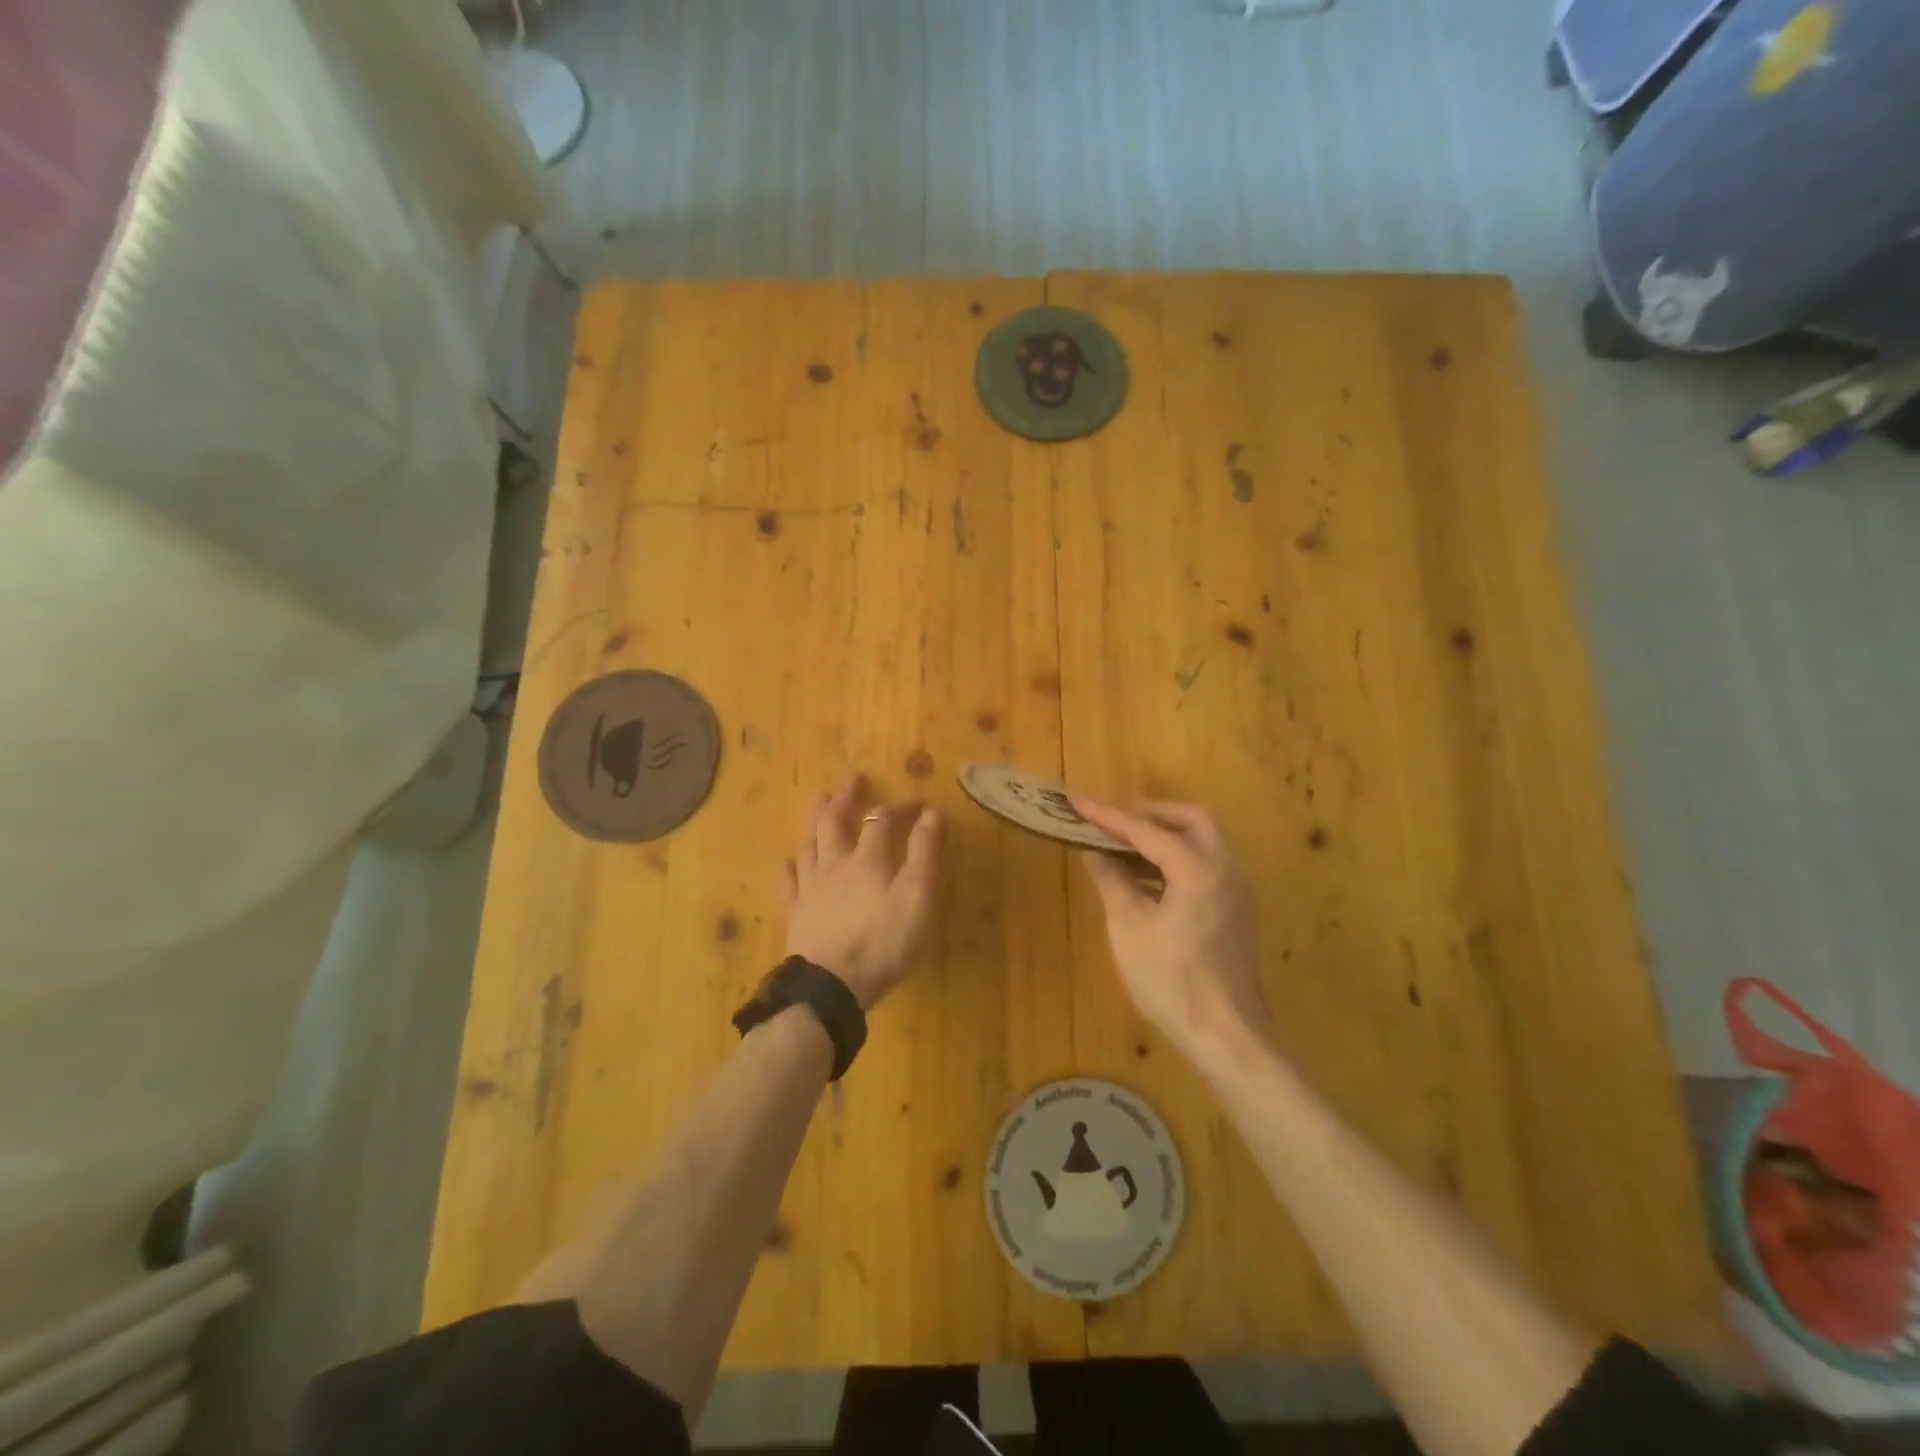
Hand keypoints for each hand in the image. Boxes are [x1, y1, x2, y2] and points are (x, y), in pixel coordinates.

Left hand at [783, 775, 944, 1009]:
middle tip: (851, 779)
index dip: (899, 808)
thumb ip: (925, 852)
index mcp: (868, 859)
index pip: (883, 821)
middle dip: (846, 799)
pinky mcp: (796, 914)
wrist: (831, 985)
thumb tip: (932, 812)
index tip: (917, 802)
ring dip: (815, 820)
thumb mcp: (918, 896)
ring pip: (810, 844)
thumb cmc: (883, 941)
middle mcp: (835, 864)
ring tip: (818, 800)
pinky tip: (786, 860)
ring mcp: (810, 889)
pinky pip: (789, 883)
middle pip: (836, 823)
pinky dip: (788, 868)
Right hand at [1071, 797, 1269, 1063]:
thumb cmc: (1171, 980)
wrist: (1226, 1035)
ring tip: (1124, 849)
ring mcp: (1235, 891)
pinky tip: (1147, 881)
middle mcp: (1224, 869)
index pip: (1146, 829)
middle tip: (1116, 823)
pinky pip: (1207, 866)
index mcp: (1197, 868)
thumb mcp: (1129, 928)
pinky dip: (1177, 860)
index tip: (1076, 800)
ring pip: (1203, 842)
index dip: (1108, 816)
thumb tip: (1095, 853)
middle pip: (1191, 820)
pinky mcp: (1235, 912)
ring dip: (1165, 836)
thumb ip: (1112, 882)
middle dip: (1151, 814)